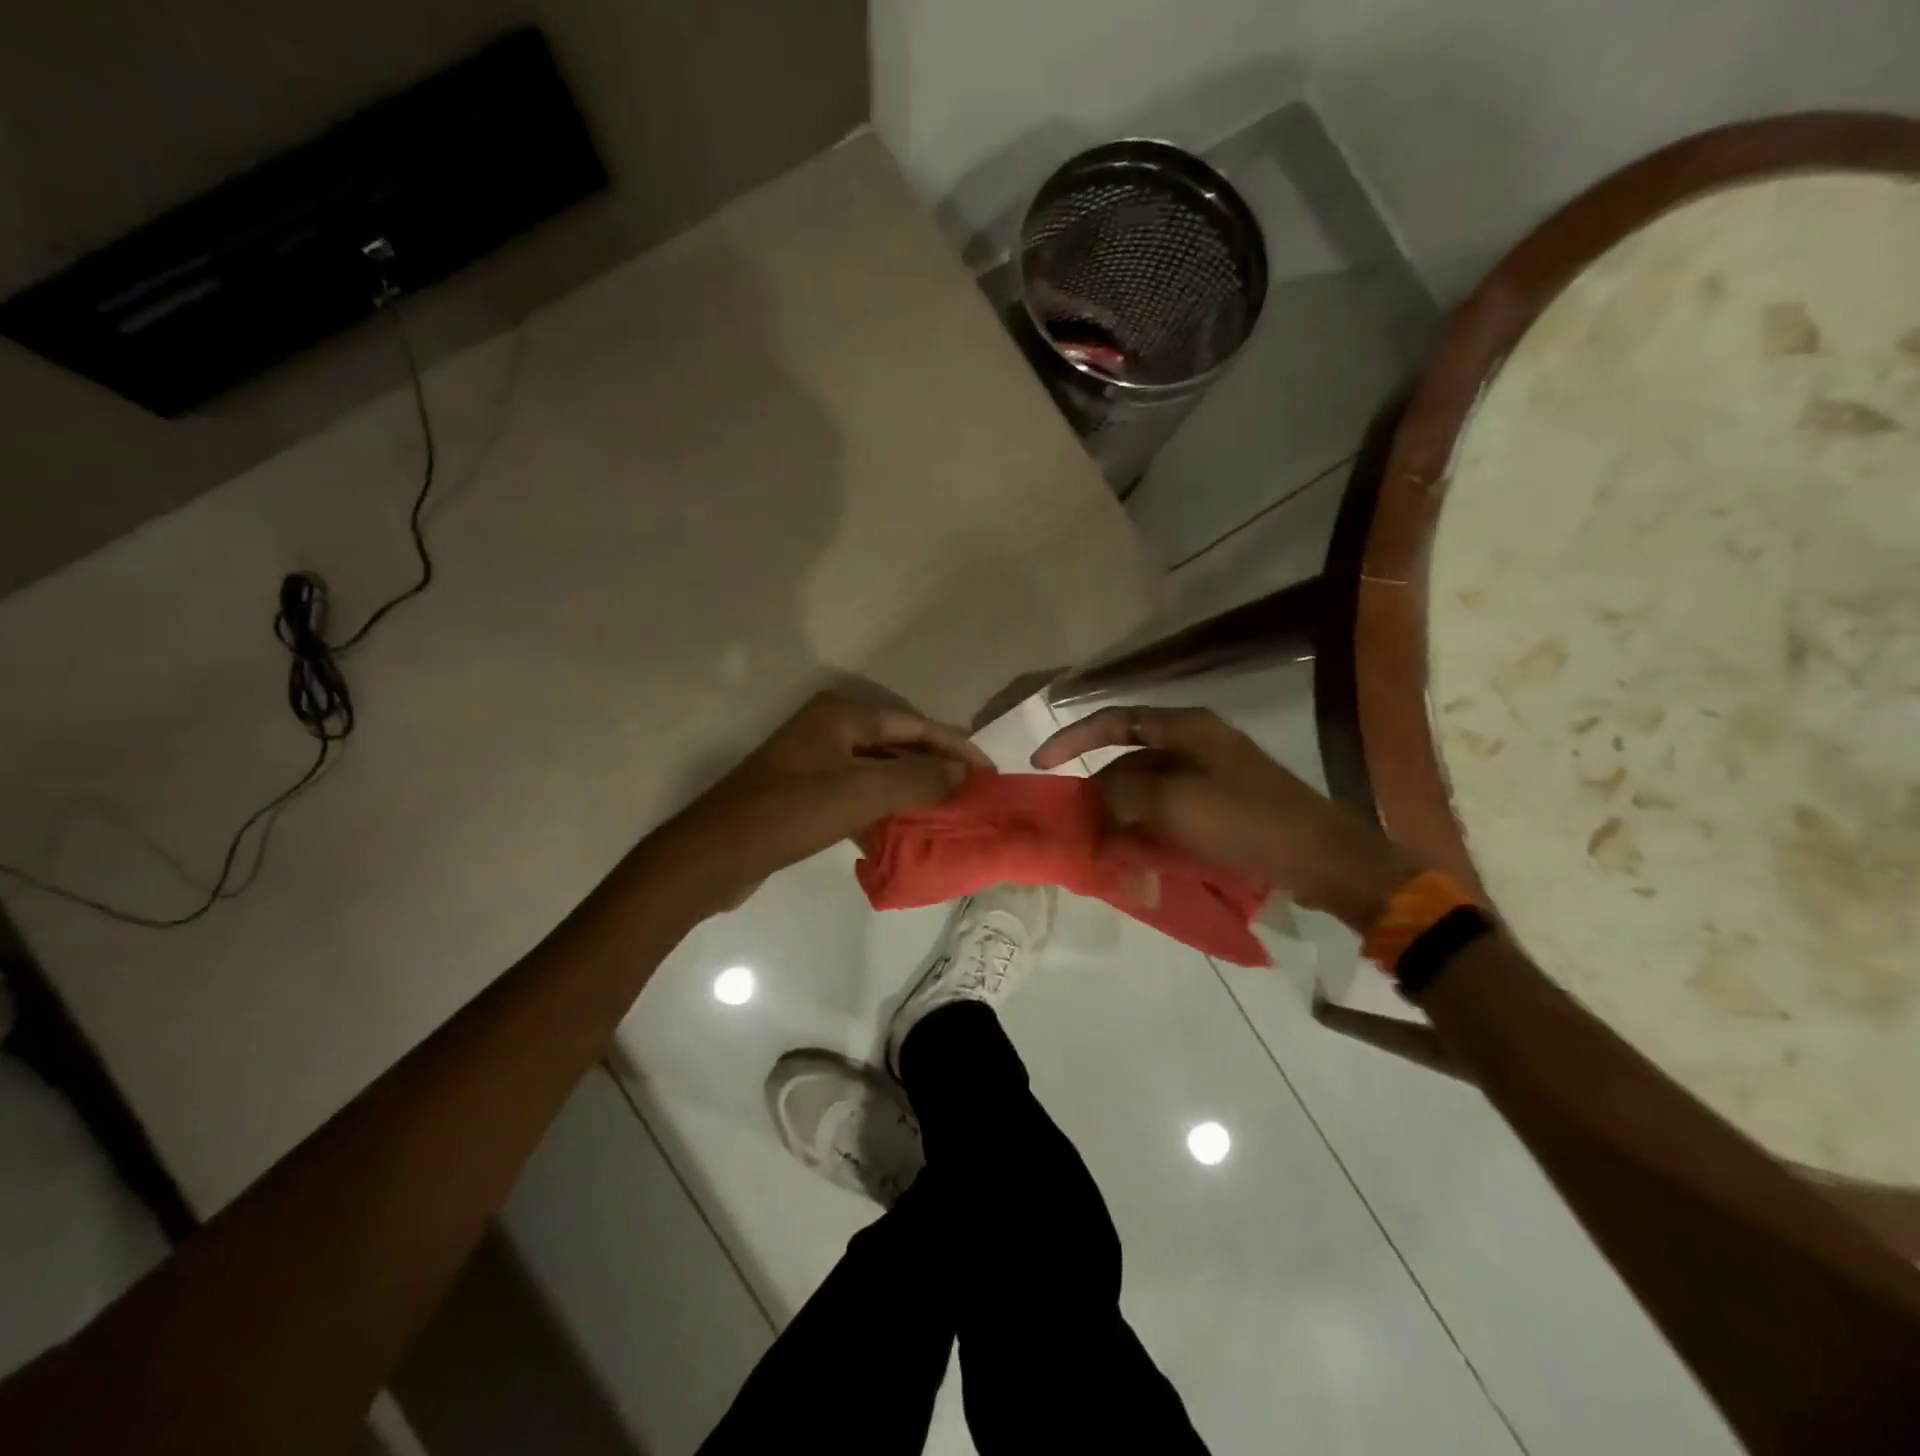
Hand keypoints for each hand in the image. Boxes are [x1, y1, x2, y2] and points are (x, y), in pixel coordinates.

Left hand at [654, 691, 990, 911]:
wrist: (714, 854)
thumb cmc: (790, 813)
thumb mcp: (862, 793)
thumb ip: (919, 778)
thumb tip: (963, 771)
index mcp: (842, 715)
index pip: (915, 725)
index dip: (955, 747)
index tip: (988, 772)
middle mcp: (829, 729)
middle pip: (898, 745)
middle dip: (935, 770)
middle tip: (972, 794)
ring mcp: (814, 761)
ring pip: (878, 772)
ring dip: (910, 793)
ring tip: (946, 816)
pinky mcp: (804, 792)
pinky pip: (857, 795)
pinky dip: (881, 811)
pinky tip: (899, 835)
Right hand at [1030, 705, 1419, 929]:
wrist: (1322, 858)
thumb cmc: (1245, 819)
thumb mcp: (1174, 803)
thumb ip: (1124, 794)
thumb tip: (1098, 799)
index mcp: (1185, 728)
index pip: (1114, 720)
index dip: (1073, 737)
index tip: (1042, 763)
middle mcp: (1196, 743)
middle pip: (1129, 759)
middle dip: (1100, 791)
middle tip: (1079, 824)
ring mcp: (1211, 775)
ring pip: (1148, 790)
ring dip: (1123, 816)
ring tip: (1105, 848)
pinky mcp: (1222, 807)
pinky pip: (1170, 812)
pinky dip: (1149, 829)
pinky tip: (1138, 857)